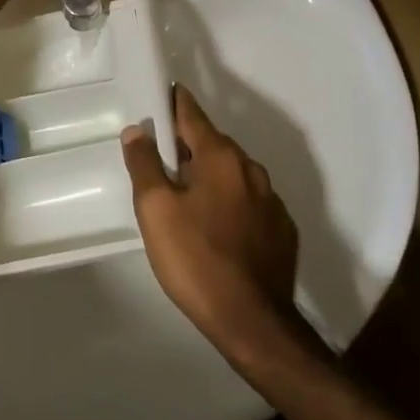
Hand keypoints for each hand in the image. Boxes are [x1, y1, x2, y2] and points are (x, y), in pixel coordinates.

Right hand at [122, 87, 299, 357]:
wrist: (254, 323)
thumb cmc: (197, 259)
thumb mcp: (156, 211)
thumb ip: (144, 165)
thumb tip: (137, 130)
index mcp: (221, 156)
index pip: (192, 113)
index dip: (173, 103)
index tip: (159, 96)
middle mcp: (251, 168)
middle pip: (213, 145)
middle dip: (188, 148)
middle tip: (161, 165)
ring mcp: (271, 200)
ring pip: (233, 175)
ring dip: (210, 178)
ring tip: (187, 203)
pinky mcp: (282, 230)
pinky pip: (250, 204)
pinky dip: (231, 206)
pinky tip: (218, 232)